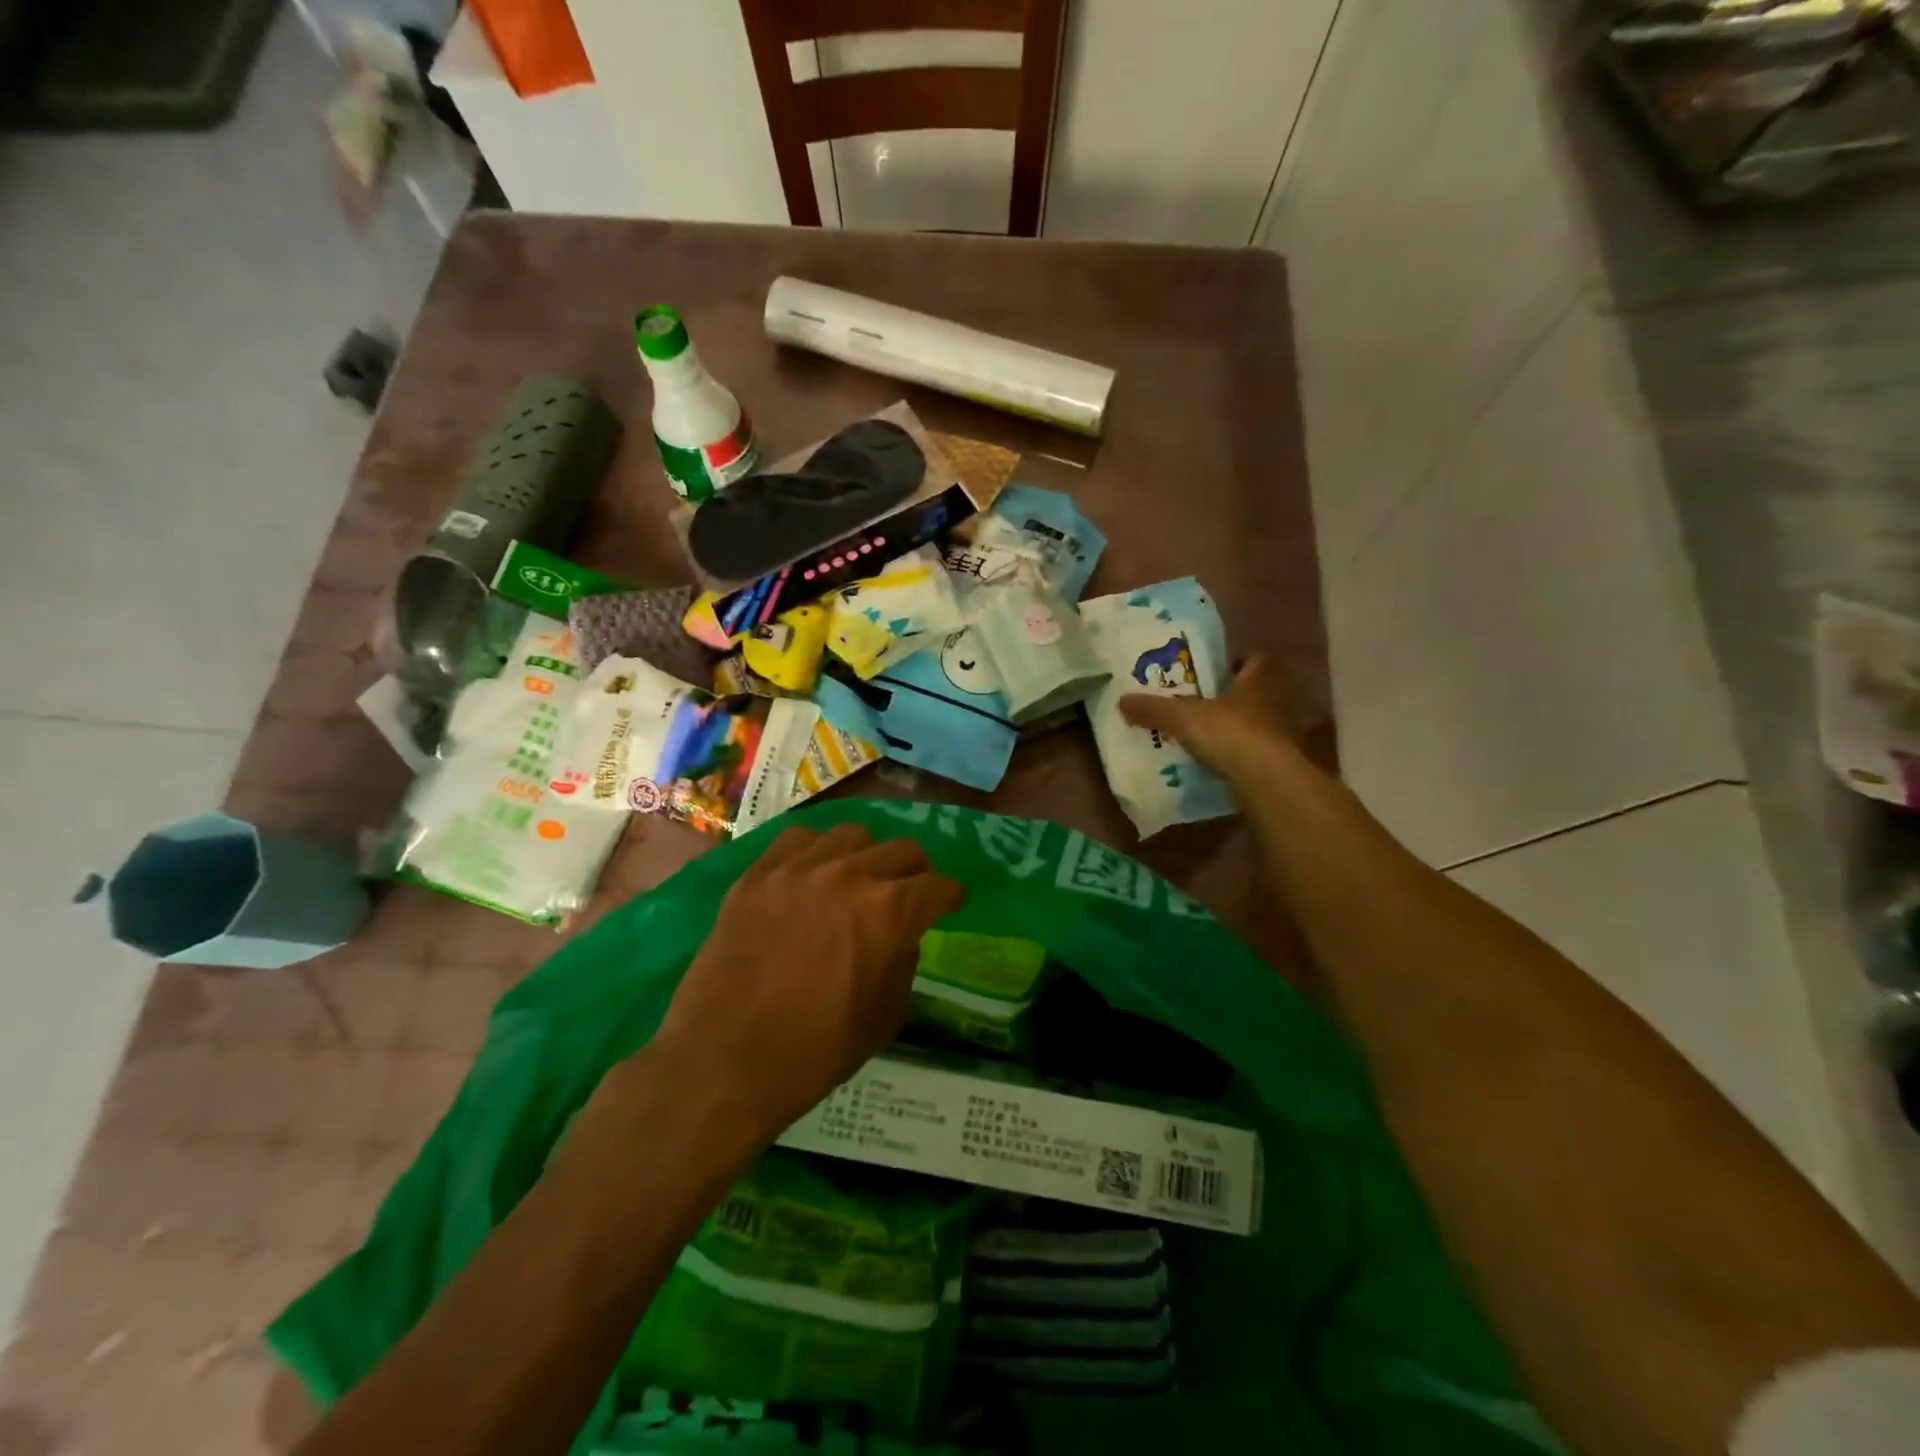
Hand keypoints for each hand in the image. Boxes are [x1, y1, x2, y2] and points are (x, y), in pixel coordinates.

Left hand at [648, 822, 964, 1143]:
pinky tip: (810, 876)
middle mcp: (851, 874)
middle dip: (916, 873)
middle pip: (903, 850)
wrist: (723, 1062)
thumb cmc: (814, 1052)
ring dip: (867, 856)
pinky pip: (799, 839)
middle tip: (909, 894)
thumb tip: (903, 935)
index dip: (950, 897)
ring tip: (857, 879)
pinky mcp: (758, 873)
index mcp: (890, 912)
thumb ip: (904, 963)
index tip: (950, 903)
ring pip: (852, 835)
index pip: (939, 887)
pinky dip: (815, 852)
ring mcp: (800, 868)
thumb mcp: (885, 1017)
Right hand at [1119, 654, 1300, 789]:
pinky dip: (1229, 755)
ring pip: (1249, 724)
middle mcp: (1273, 703)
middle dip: (1225, 696)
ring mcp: (1275, 736)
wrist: (1265, 781)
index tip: (1211, 668)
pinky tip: (1206, 760)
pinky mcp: (1271, 764)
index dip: (1235, 660)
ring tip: (1195, 732)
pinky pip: (1246, 753)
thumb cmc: (1230, 733)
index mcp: (1258, 680)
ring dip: (1227, 726)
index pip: (1255, 659)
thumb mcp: (1182, 716)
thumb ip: (1153, 708)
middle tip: (1193, 700)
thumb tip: (1121, 701)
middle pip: (1250, 693)